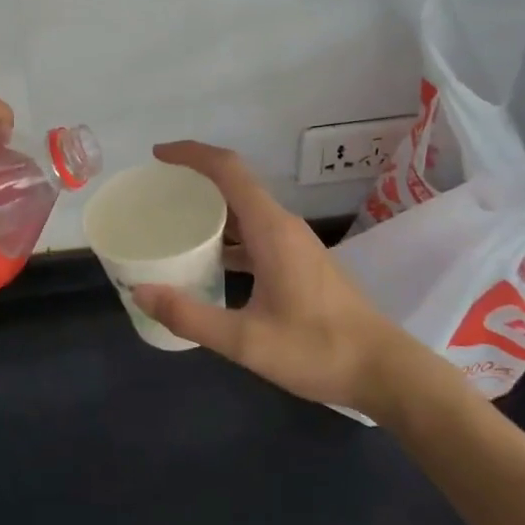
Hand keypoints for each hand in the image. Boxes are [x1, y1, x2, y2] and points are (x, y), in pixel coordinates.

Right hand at [132, 142, 408, 411]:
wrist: (383, 370)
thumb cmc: (317, 349)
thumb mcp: (246, 340)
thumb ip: (191, 316)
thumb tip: (140, 291)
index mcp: (271, 229)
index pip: (228, 169)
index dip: (192, 154)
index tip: (158, 155)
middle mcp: (283, 225)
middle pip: (235, 184)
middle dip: (195, 179)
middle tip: (156, 192)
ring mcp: (294, 243)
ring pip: (246, 210)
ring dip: (212, 209)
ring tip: (174, 223)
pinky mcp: (299, 261)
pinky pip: (256, 232)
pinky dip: (228, 236)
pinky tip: (210, 262)